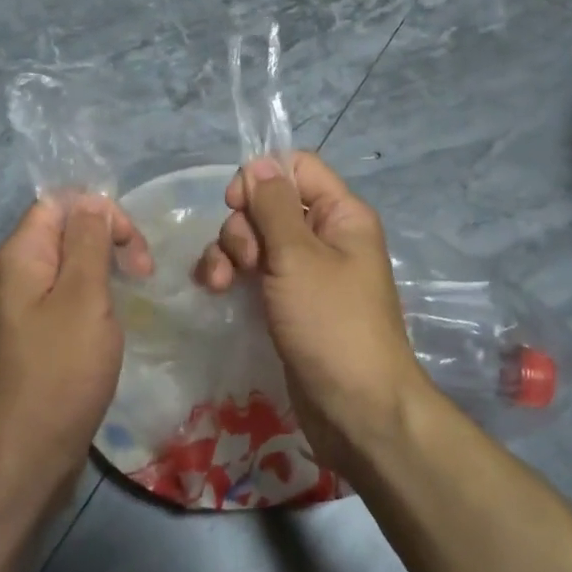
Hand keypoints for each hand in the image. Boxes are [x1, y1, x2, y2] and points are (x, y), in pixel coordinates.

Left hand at [0, 195, 152, 498]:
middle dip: (109, 239)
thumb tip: (92, 201)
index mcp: (22, 254)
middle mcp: (18, 272)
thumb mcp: (83, 296)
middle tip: (143, 272)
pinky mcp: (40, 334)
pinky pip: (70, 295)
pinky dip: (97, 296)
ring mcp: (27, 305)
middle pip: (67, 229)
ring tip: (137, 290)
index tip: (132, 246)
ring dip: (107, 268)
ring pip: (73, 263)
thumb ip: (88, 242)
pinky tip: (116, 316)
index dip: (100, 211)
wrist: (27, 452)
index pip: (61, 202)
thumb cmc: (61, 369)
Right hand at [194, 152, 429, 471]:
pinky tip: (216, 290)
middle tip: (245, 262)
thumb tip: (259, 163)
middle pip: (269, 204)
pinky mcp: (288, 301)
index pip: (297, 167)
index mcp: (341, 214)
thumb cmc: (331, 323)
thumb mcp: (299, 257)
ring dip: (229, 252)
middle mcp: (325, 236)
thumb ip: (274, 205)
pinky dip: (232, 274)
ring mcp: (305, 271)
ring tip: (220, 283)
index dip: (262, 178)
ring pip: (256, 238)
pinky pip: (254, 271)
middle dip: (243, 226)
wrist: (355, 408)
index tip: (237, 204)